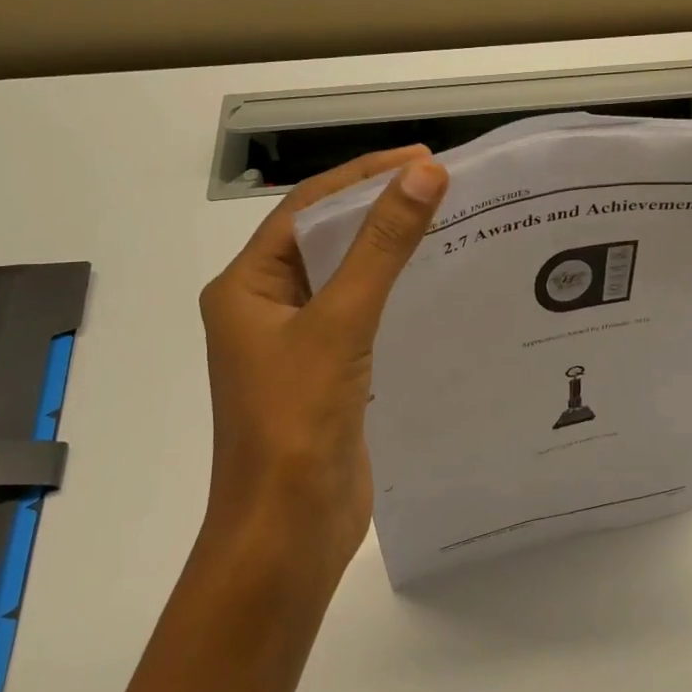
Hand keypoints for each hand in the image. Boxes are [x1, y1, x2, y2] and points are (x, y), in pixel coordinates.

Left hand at [199, 146, 449, 581]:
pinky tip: (432, 285)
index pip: (308, 208)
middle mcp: (264, 307)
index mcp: (246, 285)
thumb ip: (382, 246)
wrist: (286, 533)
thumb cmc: (296, 422)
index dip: (364, 176)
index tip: (423, 158)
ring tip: (445, 223)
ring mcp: (295, 343)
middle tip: (442, 186)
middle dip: (378, 208)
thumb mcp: (341, 322)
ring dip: (387, 250)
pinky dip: (392, 293)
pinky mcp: (324, 373)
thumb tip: (424, 173)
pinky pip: (359, 316)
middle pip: (325, 238)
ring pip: (345, 277)